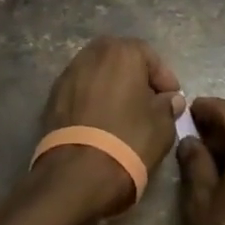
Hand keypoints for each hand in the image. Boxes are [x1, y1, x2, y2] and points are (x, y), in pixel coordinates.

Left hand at [32, 36, 184, 219]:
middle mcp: (93, 53)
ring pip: (98, 74)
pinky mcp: (53, 96)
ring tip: (123, 114)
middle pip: (121, 60)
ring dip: (112, 88)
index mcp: (122, 51)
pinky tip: (100, 123)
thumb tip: (169, 99)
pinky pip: (81, 92)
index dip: (164, 80)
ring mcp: (68, 74)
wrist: (77, 173)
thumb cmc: (129, 140)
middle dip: (136, 78)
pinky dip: (92, 101)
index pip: (150, 57)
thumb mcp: (162, 125)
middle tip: (148, 103)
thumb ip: (168, 105)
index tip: (172, 100)